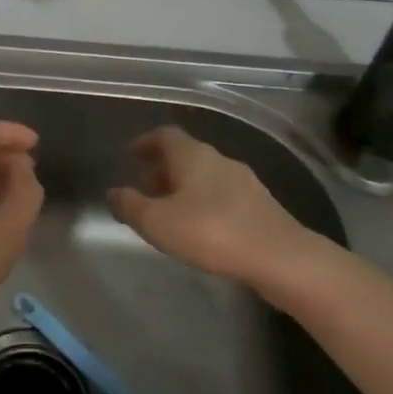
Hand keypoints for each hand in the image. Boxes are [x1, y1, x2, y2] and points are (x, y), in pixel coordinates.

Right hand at [107, 126, 310, 284]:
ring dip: (182, 188)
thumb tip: (113, 193)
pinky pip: (221, 196)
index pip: (166, 136)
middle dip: (162, 169)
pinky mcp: (259, 207)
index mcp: (194, 156)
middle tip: (143, 186)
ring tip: (166, 211)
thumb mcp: (157, 222)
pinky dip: (202, 203)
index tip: (130, 154)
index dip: (146, 142)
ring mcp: (244, 183)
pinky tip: (197, 227)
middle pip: (186, 156)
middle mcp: (220, 161)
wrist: (279, 257)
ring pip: (205, 177)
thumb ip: (131, 206)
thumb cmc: (210, 232)